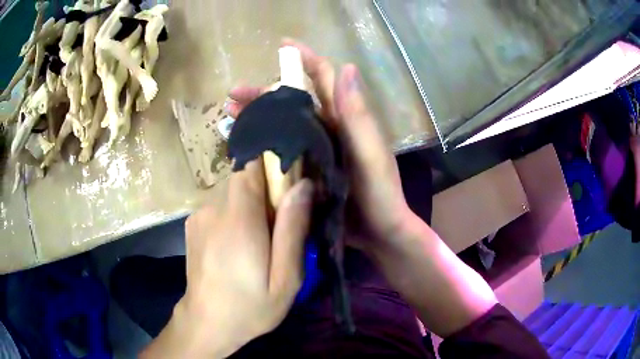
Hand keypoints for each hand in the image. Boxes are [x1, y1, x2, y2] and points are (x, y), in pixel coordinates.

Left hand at [141, 160, 313, 357]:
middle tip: (276, 227)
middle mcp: (214, 208)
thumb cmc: (252, 306)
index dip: (272, 169)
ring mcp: (199, 214)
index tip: (287, 191)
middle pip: (243, 176)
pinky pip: (218, 204)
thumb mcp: (286, 278)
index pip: (252, 165)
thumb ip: (293, 229)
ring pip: (231, 190)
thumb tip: (303, 185)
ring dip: (248, 204)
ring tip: (256, 240)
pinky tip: (234, 244)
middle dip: (264, 191)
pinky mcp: (192, 223)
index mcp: (239, 220)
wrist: (207, 322)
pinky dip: (231, 213)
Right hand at [228, 39, 412, 252]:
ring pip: (283, 125)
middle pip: (293, 102)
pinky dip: (264, 146)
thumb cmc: (380, 194)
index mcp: (344, 119)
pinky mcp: (309, 173)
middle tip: (234, 93)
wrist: (380, 232)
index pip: (324, 78)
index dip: (305, 58)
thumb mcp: (370, 153)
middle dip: (264, 93)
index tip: (282, 45)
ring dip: (258, 117)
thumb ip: (358, 115)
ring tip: (231, 115)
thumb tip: (346, 67)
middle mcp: (328, 129)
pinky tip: (245, 146)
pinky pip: (283, 152)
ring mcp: (316, 152)